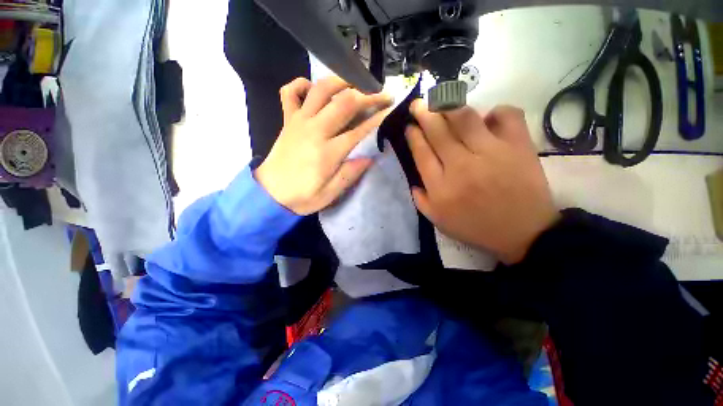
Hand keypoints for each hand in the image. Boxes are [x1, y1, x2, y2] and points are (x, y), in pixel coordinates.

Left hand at [255, 76, 391, 214]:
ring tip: (355, 83)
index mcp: (328, 152)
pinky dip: (301, 84)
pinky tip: (312, 88)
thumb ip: (349, 175)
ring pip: (320, 89)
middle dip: (367, 95)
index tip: (391, 110)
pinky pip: (290, 92)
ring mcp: (299, 121)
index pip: (359, 130)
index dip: (378, 118)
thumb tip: (369, 157)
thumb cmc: (302, 197)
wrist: (269, 195)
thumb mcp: (329, 195)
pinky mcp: (287, 120)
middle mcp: (314, 130)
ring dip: (340, 81)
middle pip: (344, 102)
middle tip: (382, 94)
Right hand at [406, 101, 559, 264]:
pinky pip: (507, 116)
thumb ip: (421, 201)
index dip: (414, 136)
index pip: (422, 153)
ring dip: (450, 106)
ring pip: (465, 119)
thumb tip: (413, 181)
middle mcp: (461, 166)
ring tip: (443, 100)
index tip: (410, 126)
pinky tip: (489, 118)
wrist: (523, 233)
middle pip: (438, 132)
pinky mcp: (518, 147)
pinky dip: (497, 111)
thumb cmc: (476, 228)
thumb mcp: (439, 222)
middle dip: (424, 113)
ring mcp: (491, 153)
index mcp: (441, 187)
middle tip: (419, 104)